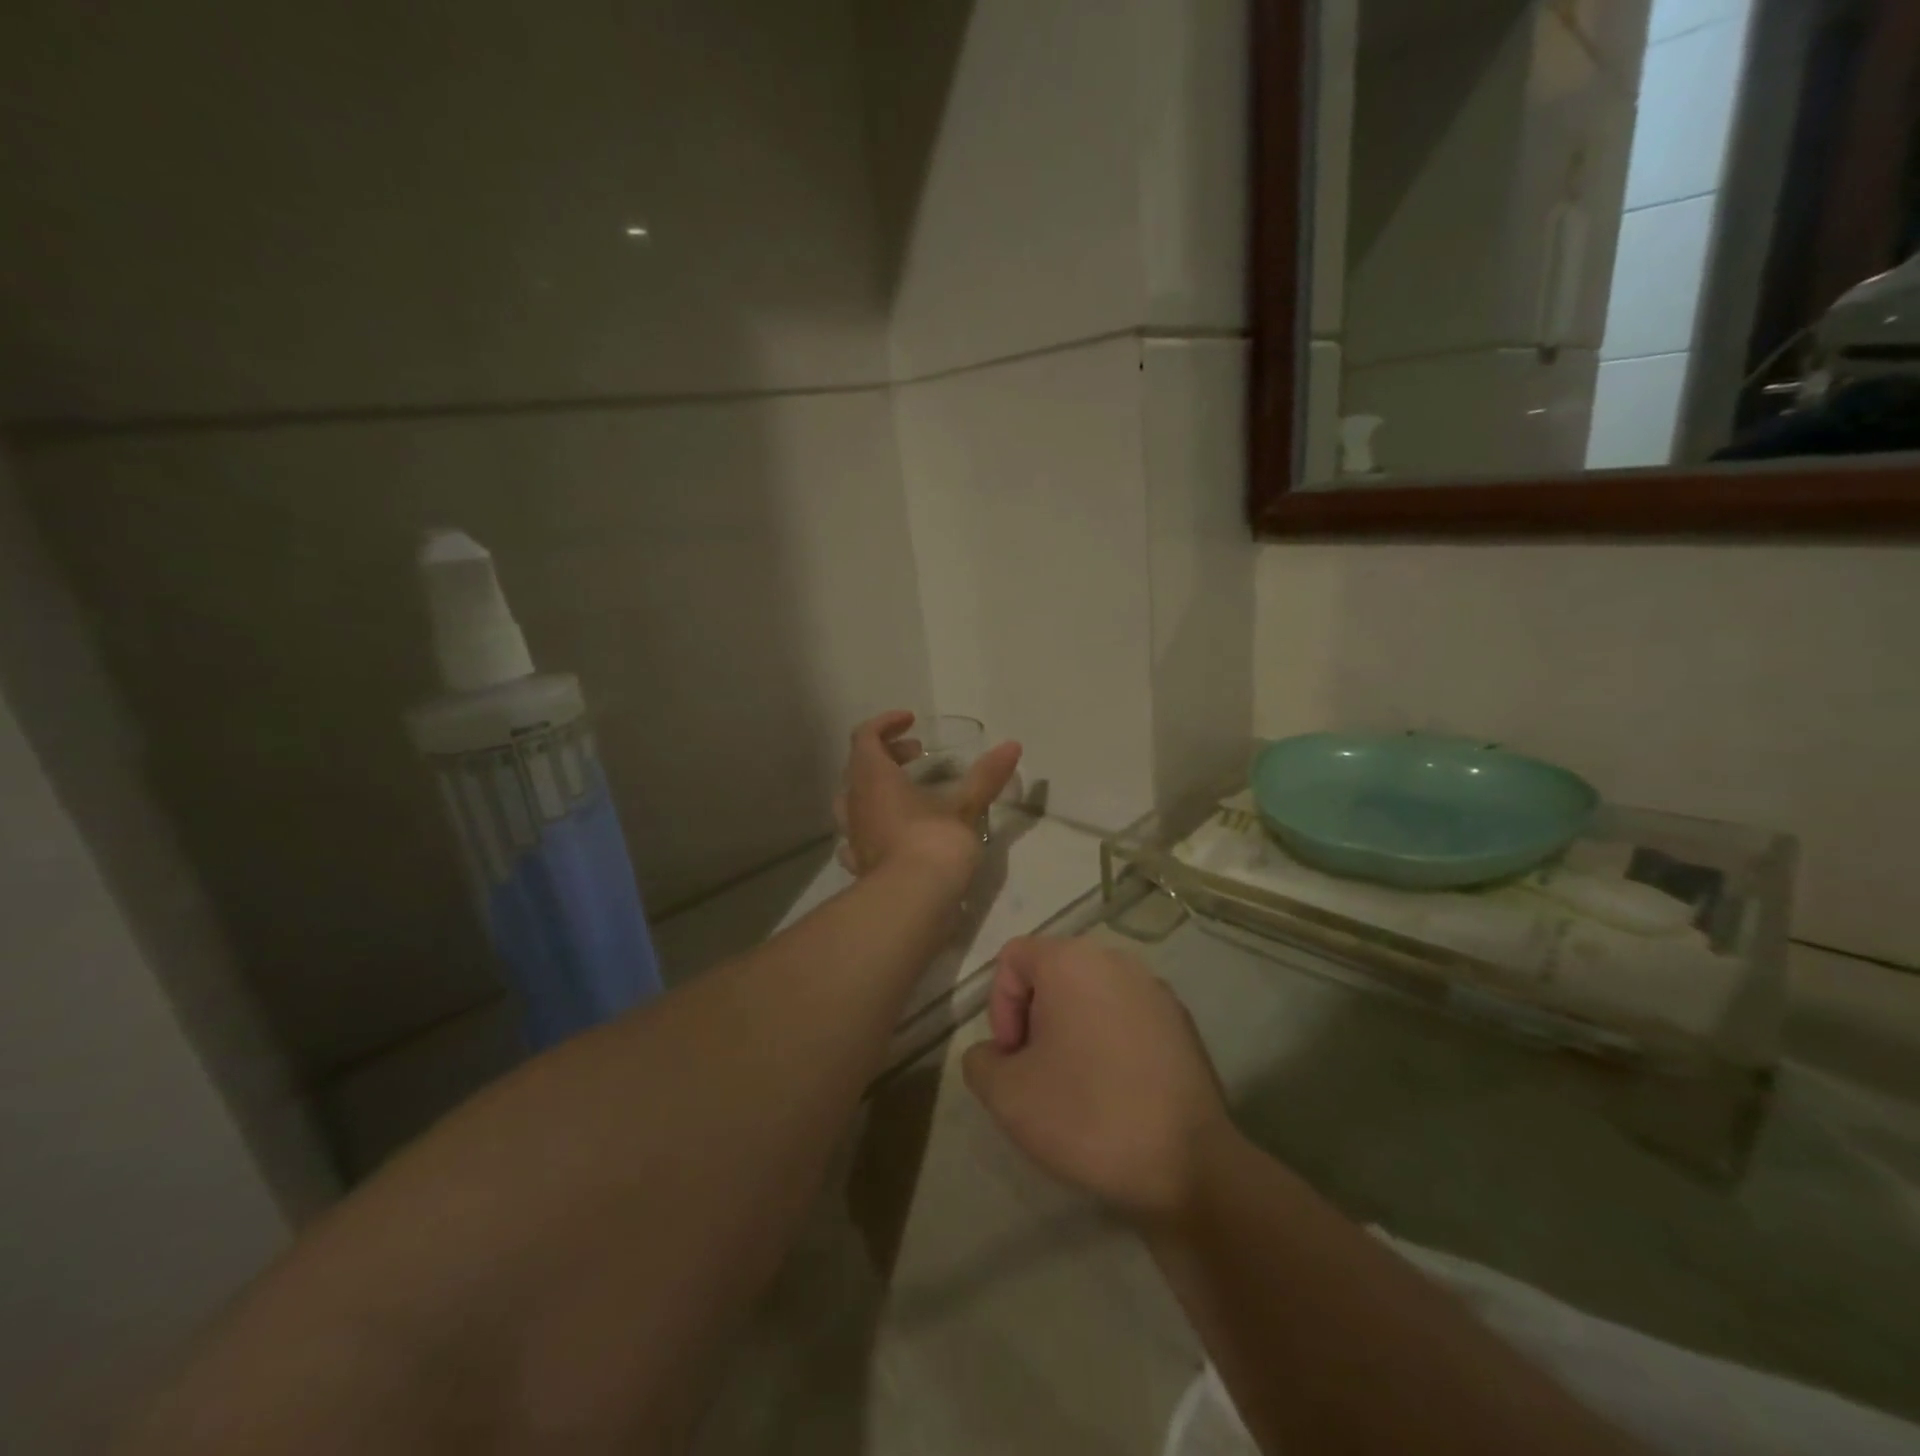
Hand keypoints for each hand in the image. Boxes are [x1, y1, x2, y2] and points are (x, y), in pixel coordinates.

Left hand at [834, 711, 1020, 880]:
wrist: (911, 903)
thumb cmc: (935, 843)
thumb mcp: (965, 806)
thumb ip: (986, 776)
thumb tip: (1012, 745)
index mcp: (873, 778)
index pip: (866, 736)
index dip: (886, 723)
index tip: (911, 721)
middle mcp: (855, 803)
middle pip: (859, 766)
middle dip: (886, 755)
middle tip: (917, 756)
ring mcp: (854, 836)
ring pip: (854, 801)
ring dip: (876, 789)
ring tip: (906, 793)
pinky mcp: (860, 864)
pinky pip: (859, 835)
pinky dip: (874, 826)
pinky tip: (893, 834)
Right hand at [962, 936, 1233, 1224]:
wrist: (1188, 1163)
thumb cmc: (1087, 1115)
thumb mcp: (1007, 1096)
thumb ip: (979, 1062)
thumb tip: (994, 1054)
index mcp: (1071, 960)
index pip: (1013, 958)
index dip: (999, 1006)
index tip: (1013, 1057)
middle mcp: (1115, 959)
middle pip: (1053, 972)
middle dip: (1035, 1018)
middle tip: (1037, 1072)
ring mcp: (1154, 988)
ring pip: (1091, 994)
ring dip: (1072, 1029)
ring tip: (1076, 1085)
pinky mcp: (1181, 1021)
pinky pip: (1126, 1016)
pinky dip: (1109, 1040)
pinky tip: (1116, 1091)